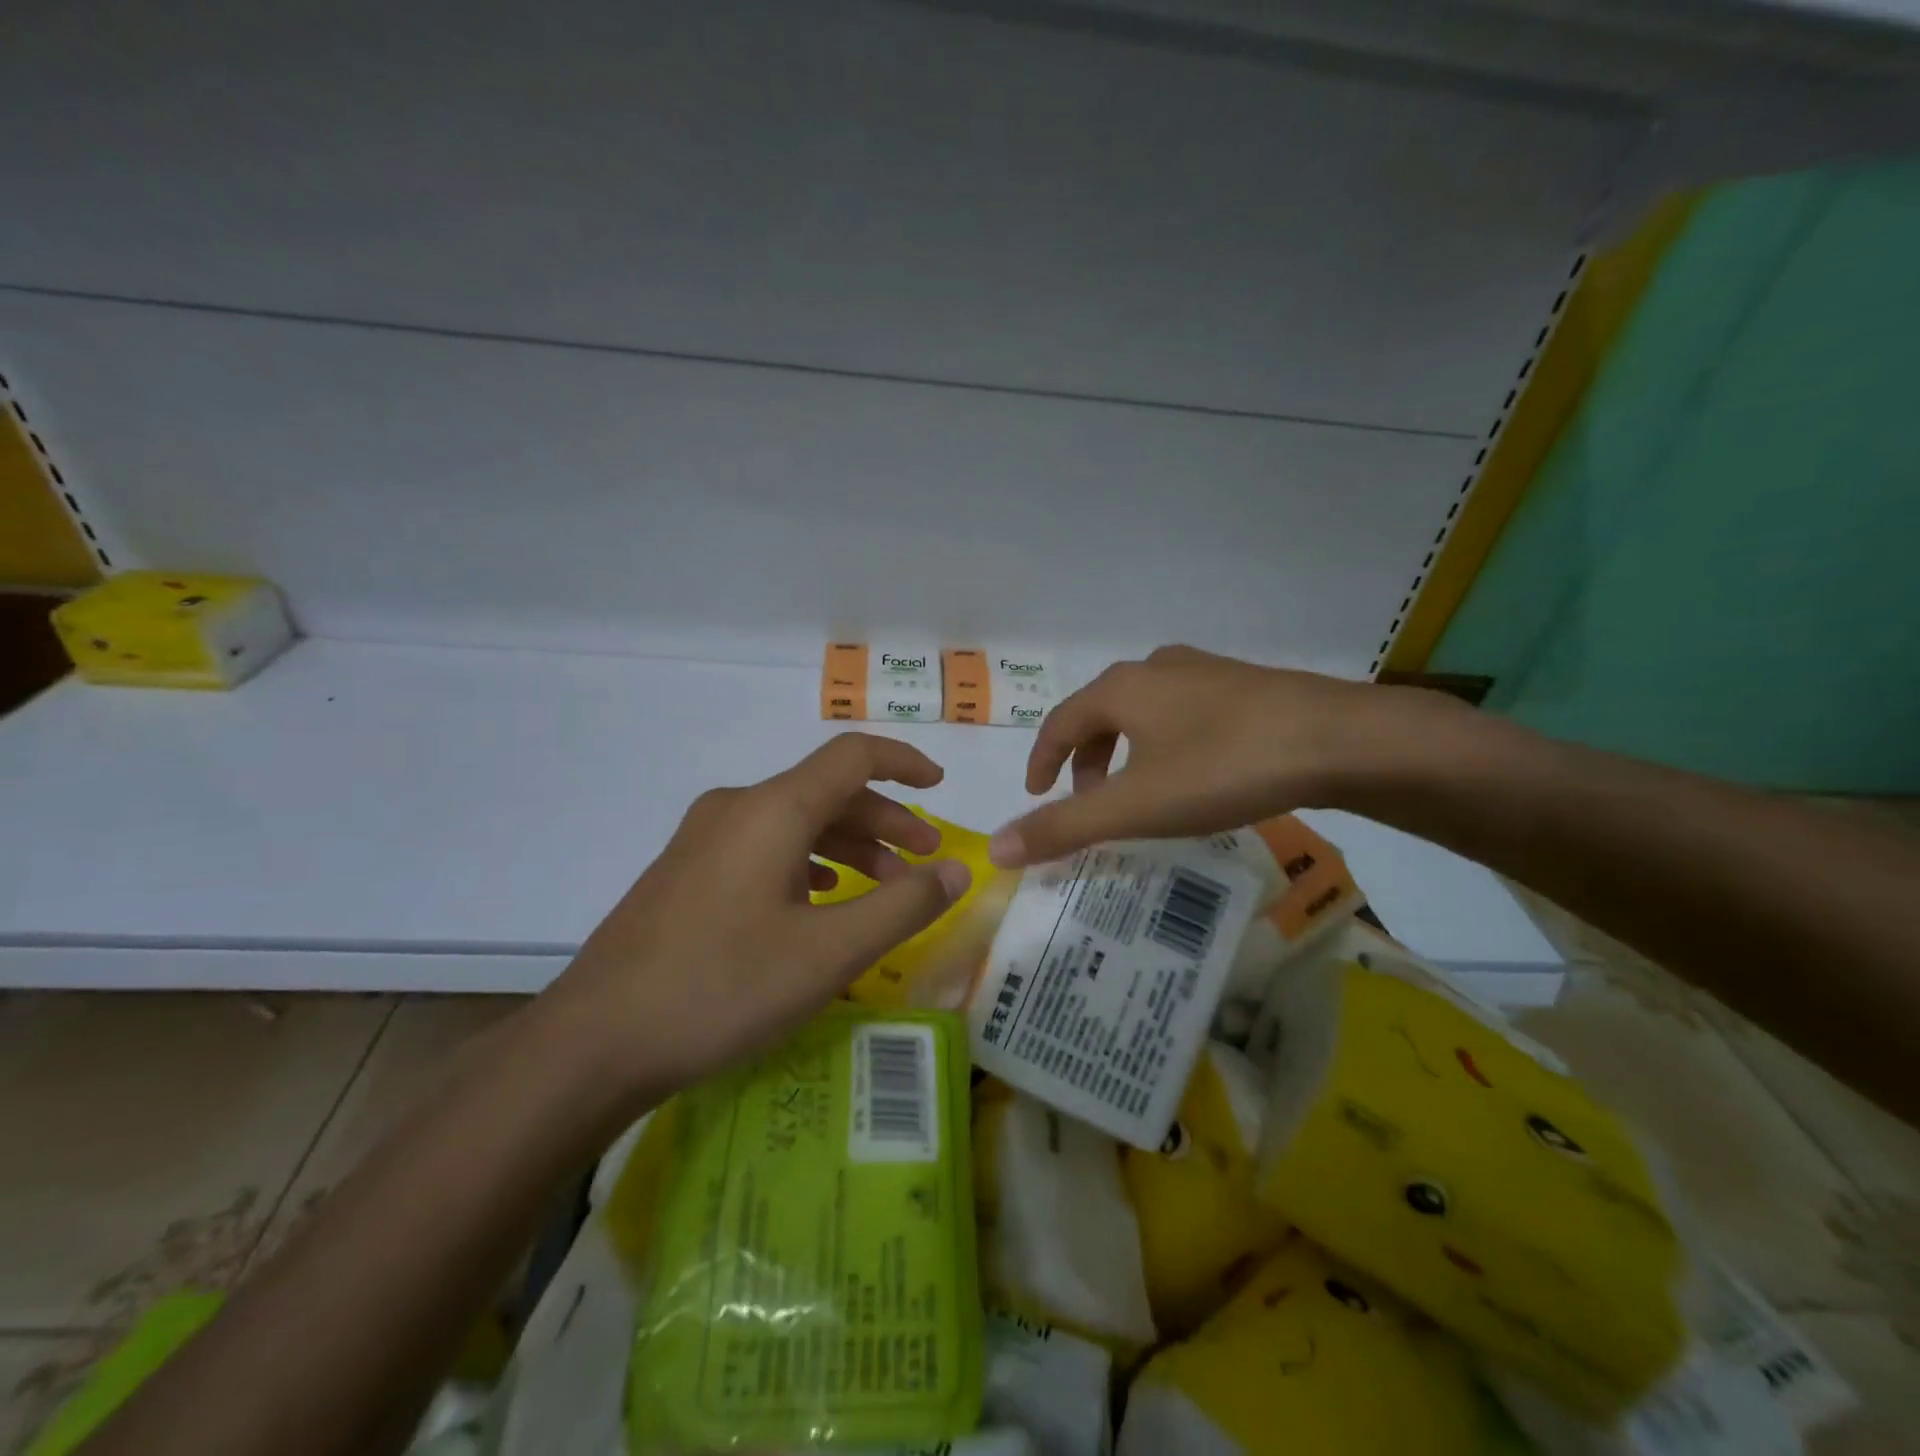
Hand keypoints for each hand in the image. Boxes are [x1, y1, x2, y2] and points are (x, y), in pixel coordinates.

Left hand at [539, 734, 972, 1109]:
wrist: (594, 1042)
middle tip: (925, 862)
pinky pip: (764, 847)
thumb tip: (958, 870)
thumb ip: (903, 906)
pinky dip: (809, 862)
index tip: (941, 787)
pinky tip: (820, 900)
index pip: (852, 757)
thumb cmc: (721, 988)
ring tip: (883, 890)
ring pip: (795, 822)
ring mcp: (704, 839)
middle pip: (827, 792)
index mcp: (772, 810)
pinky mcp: (687, 871)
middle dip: (885, 821)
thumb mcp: (828, 954)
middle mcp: (736, 808)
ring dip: (850, 846)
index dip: (904, 762)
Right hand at [989, 645, 1455, 867]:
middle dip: (1087, 761)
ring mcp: (1206, 673)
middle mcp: (1157, 669)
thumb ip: (1064, 827)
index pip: (1060, 722)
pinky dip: (1167, 746)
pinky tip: (1196, 776)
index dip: (1041, 759)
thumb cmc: (1223, 766)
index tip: (1036, 794)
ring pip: (1145, 713)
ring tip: (1142, 795)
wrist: (1339, 739)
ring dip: (1127, 753)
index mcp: (1121, 688)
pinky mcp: (1246, 687)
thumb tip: (996, 847)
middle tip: (1091, 804)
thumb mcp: (1136, 805)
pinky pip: (1185, 715)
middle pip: (1101, 715)